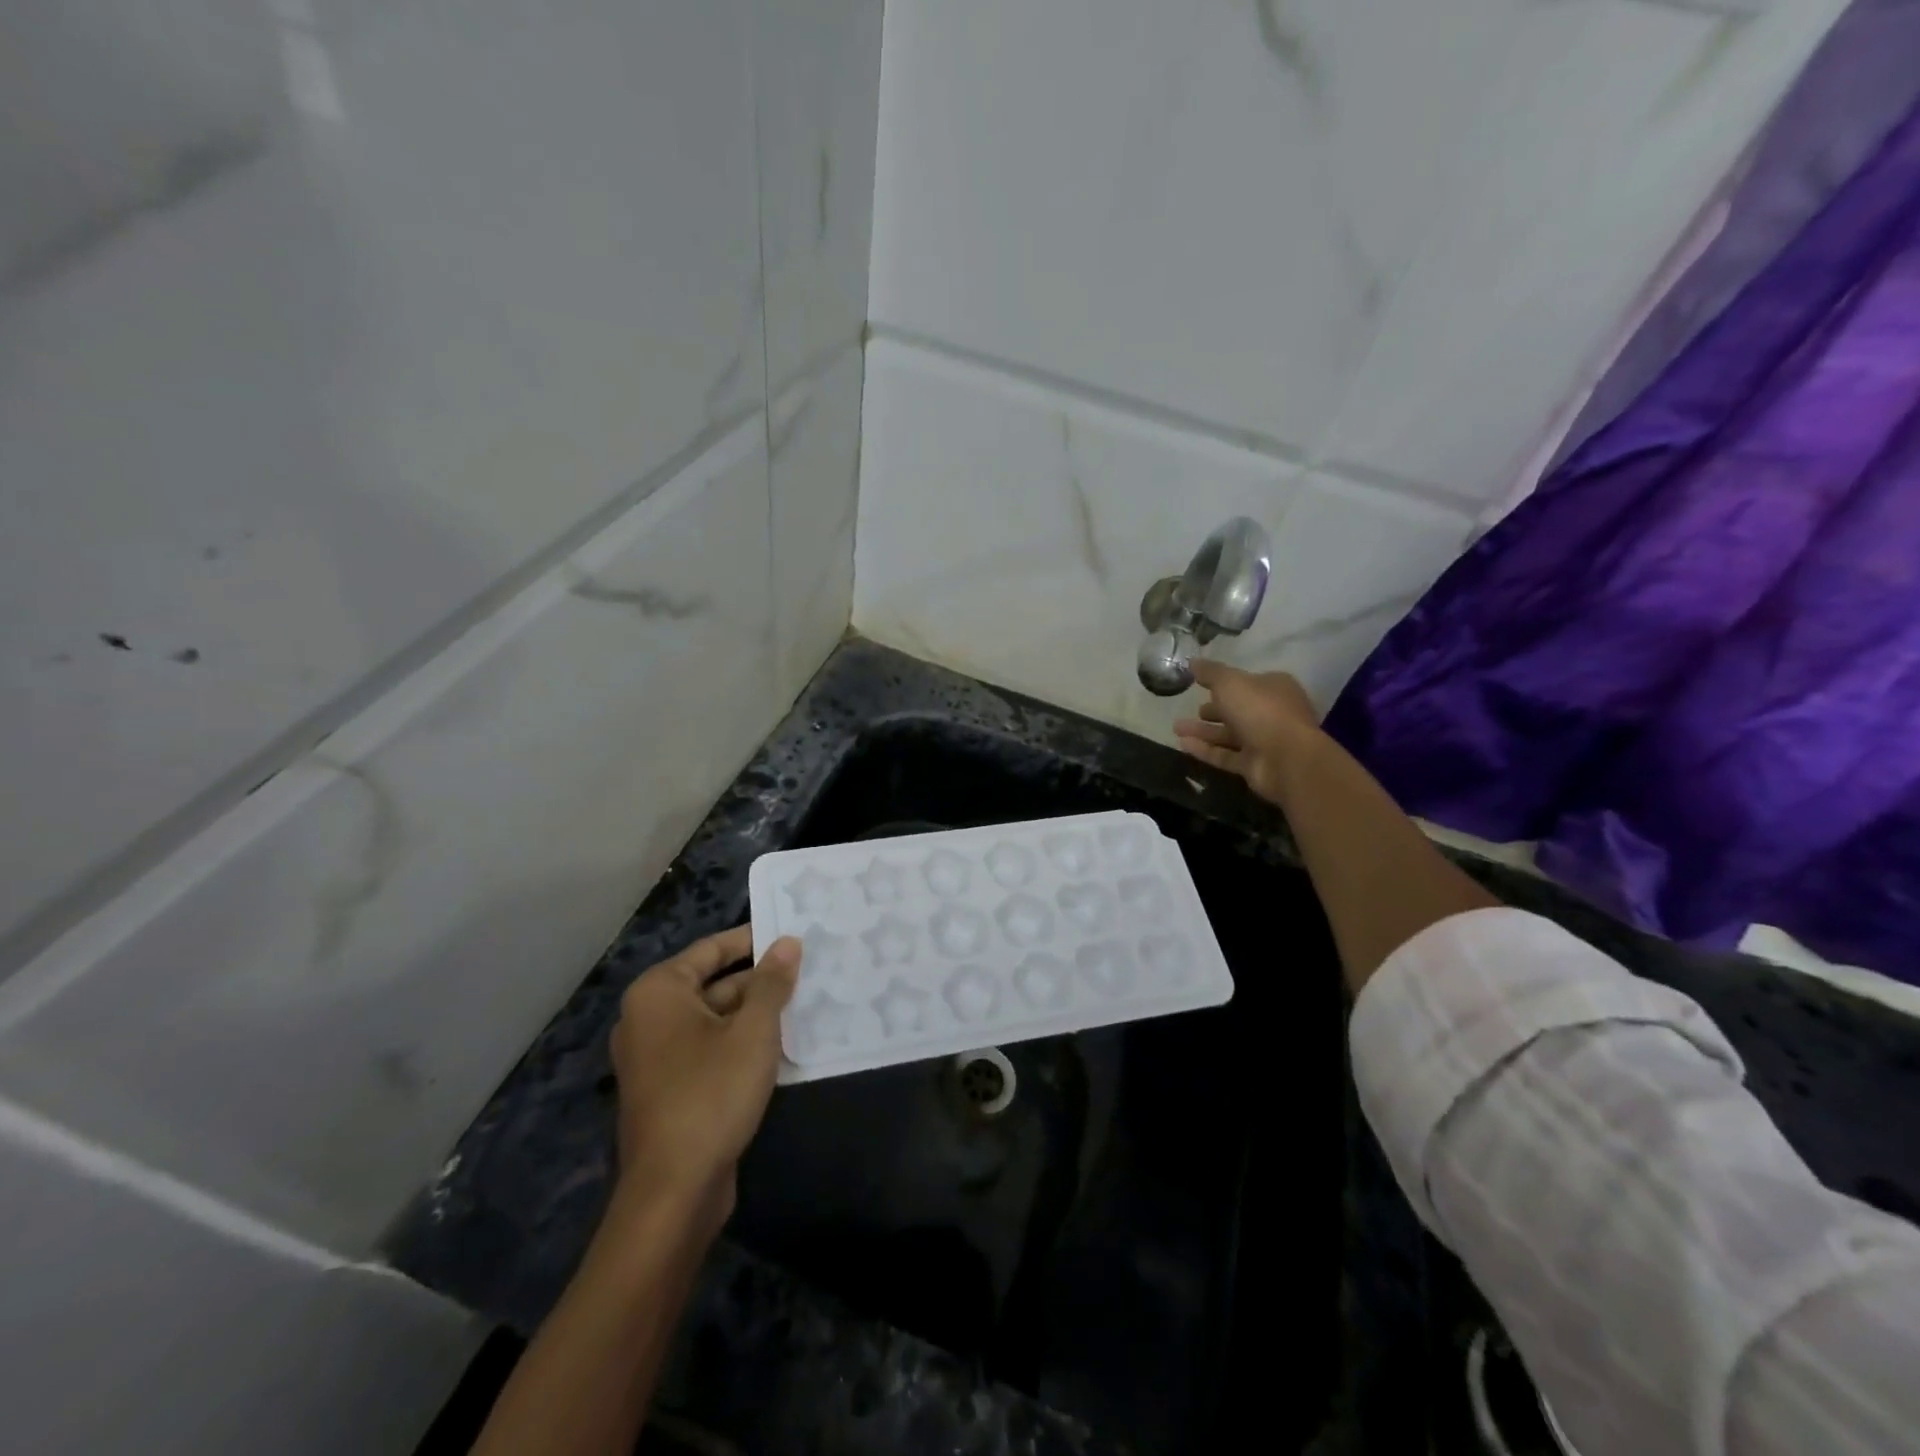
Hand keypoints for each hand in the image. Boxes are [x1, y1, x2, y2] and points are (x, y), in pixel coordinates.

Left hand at [609, 926, 799, 1228]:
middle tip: (806, 968)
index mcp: (659, 992)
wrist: (674, 1190)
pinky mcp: (668, 1088)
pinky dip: (740, 1042)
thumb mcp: (753, 1031)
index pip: (711, 949)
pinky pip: (708, 1048)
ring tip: (803, 1001)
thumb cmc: (712, 1092)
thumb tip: (788, 942)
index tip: (790, 932)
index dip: (752, 939)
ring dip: (754, 1012)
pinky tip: (780, 1043)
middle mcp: (649, 1017)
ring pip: (713, 1019)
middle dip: (758, 979)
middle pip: (712, 983)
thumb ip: (771, 983)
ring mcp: (655, 1056)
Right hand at [1172, 660, 1323, 806]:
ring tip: (1175, 728)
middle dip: (1213, 710)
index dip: (1225, 683)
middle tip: (1191, 709)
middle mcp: (1272, 713)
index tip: (1201, 685)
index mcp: (1274, 688)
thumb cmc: (1260, 710)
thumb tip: (1193, 661)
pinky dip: (1205, 750)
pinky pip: (1225, 755)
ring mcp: (1264, 741)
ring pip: (1229, 734)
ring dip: (1203, 731)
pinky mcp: (1254, 765)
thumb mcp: (1230, 682)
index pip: (1247, 683)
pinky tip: (1182, 745)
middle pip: (1238, 710)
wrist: (1286, 758)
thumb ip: (1210, 672)